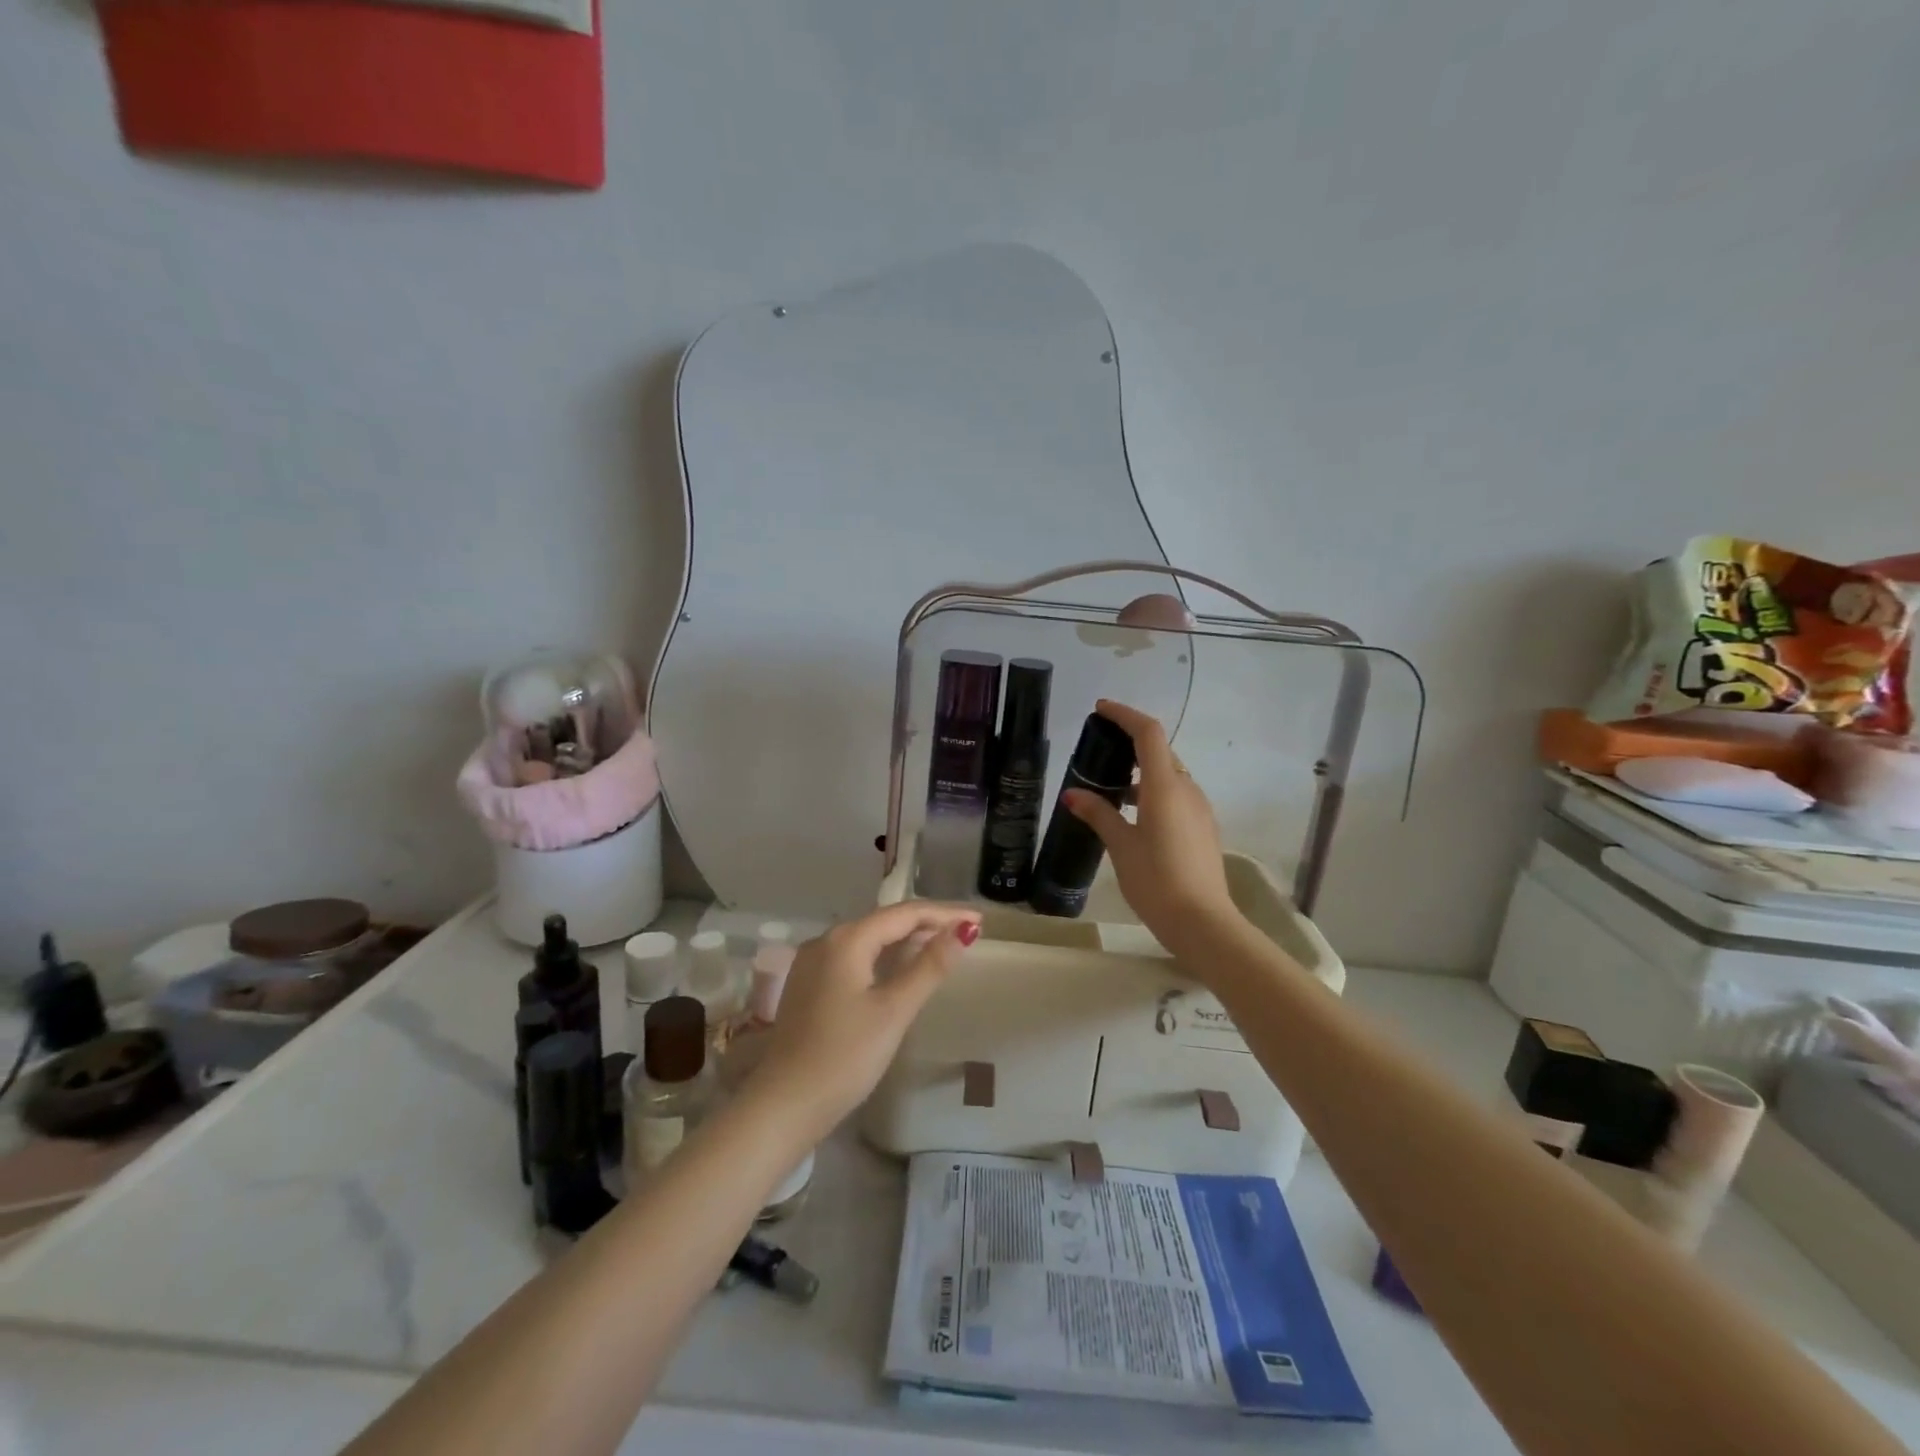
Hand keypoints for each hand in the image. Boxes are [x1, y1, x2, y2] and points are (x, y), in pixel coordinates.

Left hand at [746, 902, 980, 1136]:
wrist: (785, 1105)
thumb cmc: (845, 1056)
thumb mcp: (894, 1010)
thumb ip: (929, 966)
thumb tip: (963, 931)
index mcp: (847, 939)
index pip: (905, 913)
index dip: (945, 914)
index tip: (979, 921)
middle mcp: (826, 940)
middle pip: (885, 921)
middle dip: (927, 924)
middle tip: (966, 932)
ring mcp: (813, 963)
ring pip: (869, 939)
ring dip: (906, 940)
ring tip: (942, 946)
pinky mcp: (809, 985)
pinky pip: (855, 957)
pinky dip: (884, 957)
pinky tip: (901, 969)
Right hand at [1063, 699, 1237, 946]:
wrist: (1203, 923)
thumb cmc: (1156, 880)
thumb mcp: (1121, 846)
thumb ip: (1099, 813)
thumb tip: (1073, 793)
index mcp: (1165, 787)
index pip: (1148, 733)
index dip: (1124, 715)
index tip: (1100, 710)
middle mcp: (1187, 790)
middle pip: (1159, 752)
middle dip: (1130, 744)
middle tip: (1099, 753)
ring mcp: (1199, 809)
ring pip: (1169, 776)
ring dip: (1141, 773)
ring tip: (1110, 791)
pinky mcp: (1203, 828)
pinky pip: (1177, 796)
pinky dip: (1153, 793)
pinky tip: (1133, 817)